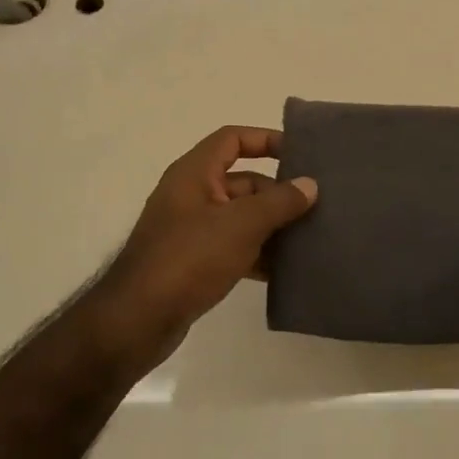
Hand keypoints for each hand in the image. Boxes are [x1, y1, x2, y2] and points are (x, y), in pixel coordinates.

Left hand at [91, 126, 317, 368]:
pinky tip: (287, 270)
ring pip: (242, 218)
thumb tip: (310, 185)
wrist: (139, 319)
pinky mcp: (195, 262)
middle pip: (243, 181)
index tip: (300, 155)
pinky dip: (259, 254)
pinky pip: (234, 247)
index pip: (233, 139)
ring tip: (312, 239)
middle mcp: (192, 195)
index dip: (266, 140)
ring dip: (273, 227)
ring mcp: (192, 231)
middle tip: (318, 207)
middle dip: (279, 193)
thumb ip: (279, 202)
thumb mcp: (241, 225)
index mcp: (194, 173)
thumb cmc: (190, 257)